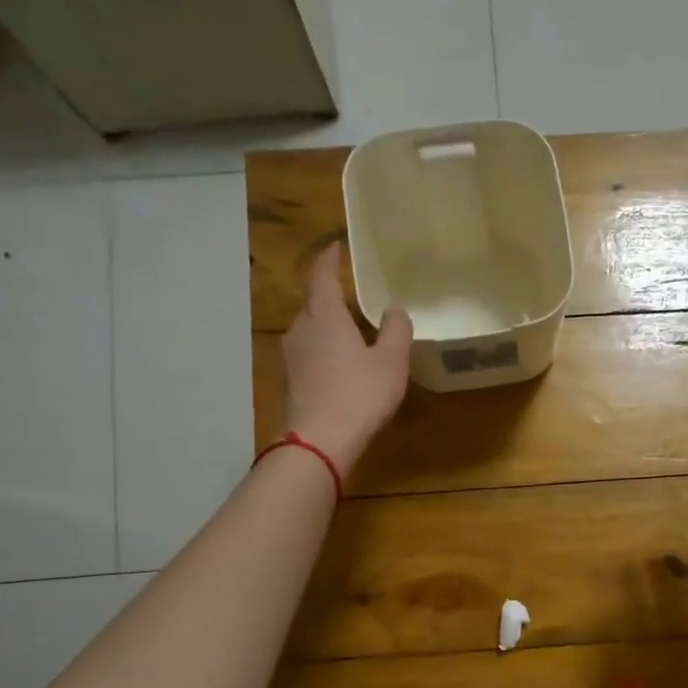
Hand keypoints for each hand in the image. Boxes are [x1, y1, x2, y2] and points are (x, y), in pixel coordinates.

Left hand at [281, 244, 412, 471]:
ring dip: (327, 324)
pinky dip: (323, 348)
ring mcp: (292, 356)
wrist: (320, 441)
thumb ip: (396, 330)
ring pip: (309, 329)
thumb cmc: (359, 394)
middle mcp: (301, 329)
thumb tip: (395, 309)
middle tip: (352, 294)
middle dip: (329, 294)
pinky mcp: (291, 380)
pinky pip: (308, 352)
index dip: (329, 259)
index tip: (336, 247)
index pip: (321, 276)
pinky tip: (339, 362)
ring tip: (349, 328)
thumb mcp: (391, 361)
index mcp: (324, 315)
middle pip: (312, 302)